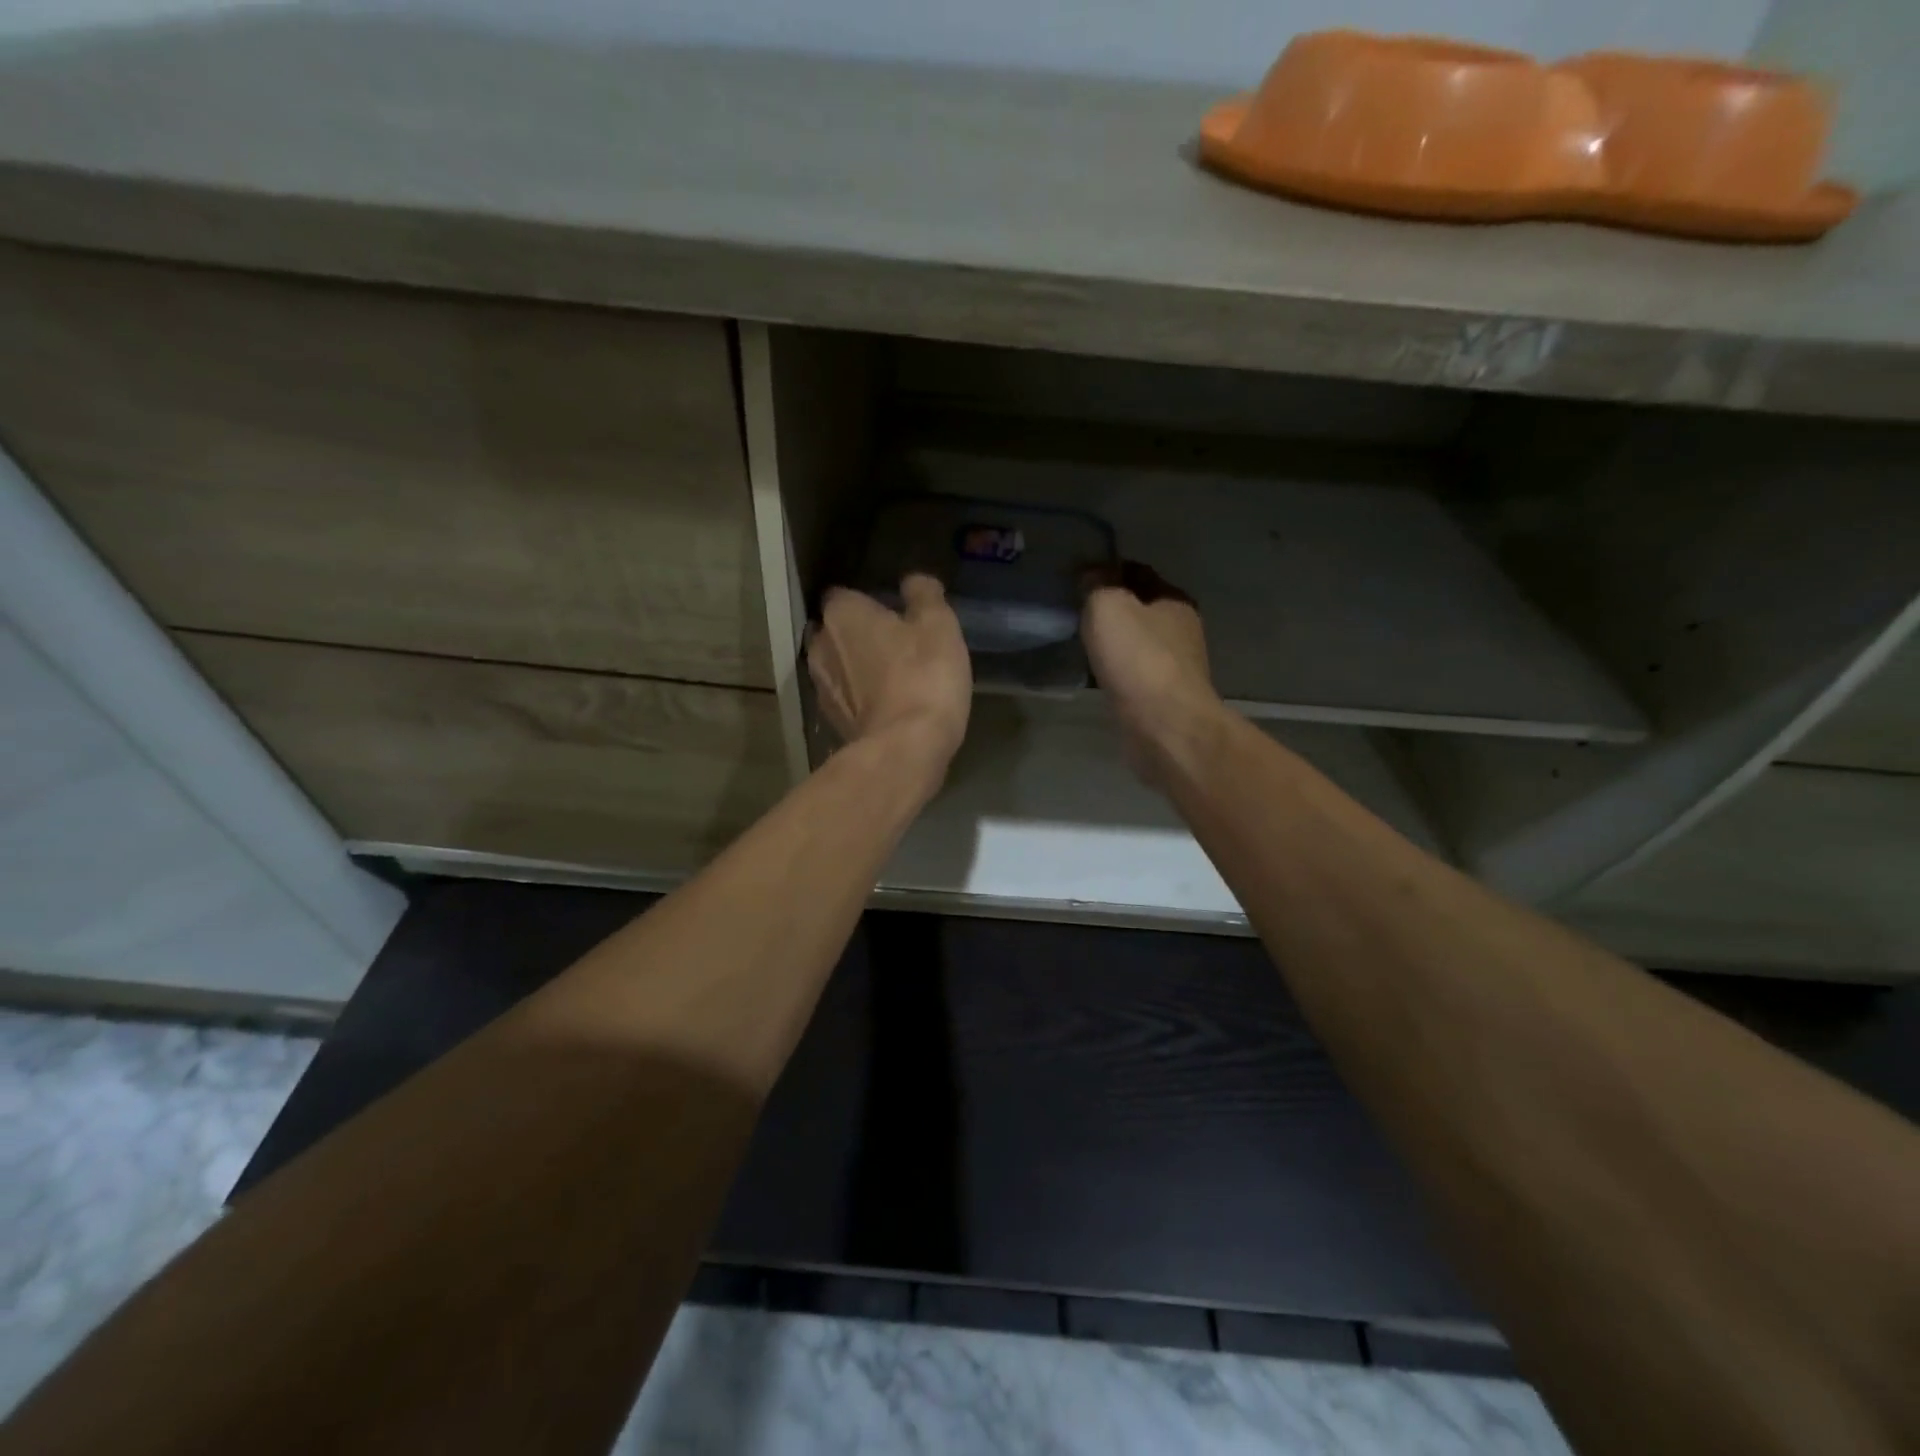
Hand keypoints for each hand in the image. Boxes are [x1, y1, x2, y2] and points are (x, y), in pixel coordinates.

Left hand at [808, 574, 971, 779]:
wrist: (905, 748)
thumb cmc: (924, 675)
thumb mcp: (938, 625)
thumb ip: (924, 595)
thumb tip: (912, 581)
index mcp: (842, 613)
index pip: (843, 594)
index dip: (866, 600)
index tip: (891, 610)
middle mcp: (820, 645)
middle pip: (836, 631)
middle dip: (857, 634)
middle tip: (893, 642)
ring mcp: (821, 687)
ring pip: (837, 666)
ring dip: (857, 668)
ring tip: (891, 675)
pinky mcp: (831, 721)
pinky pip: (845, 698)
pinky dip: (860, 697)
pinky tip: (886, 704)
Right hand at [1081, 563, 1225, 785]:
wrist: (1163, 725)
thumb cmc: (1138, 658)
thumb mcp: (1108, 606)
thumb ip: (1097, 584)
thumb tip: (1091, 572)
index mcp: (1174, 600)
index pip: (1139, 572)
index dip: (1108, 570)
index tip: (1078, 578)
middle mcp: (1181, 629)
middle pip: (1140, 608)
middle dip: (1112, 607)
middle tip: (1075, 611)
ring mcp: (1175, 667)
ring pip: (1137, 643)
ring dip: (1114, 641)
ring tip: (1081, 643)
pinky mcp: (1164, 698)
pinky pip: (1134, 673)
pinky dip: (1116, 669)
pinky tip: (1097, 674)